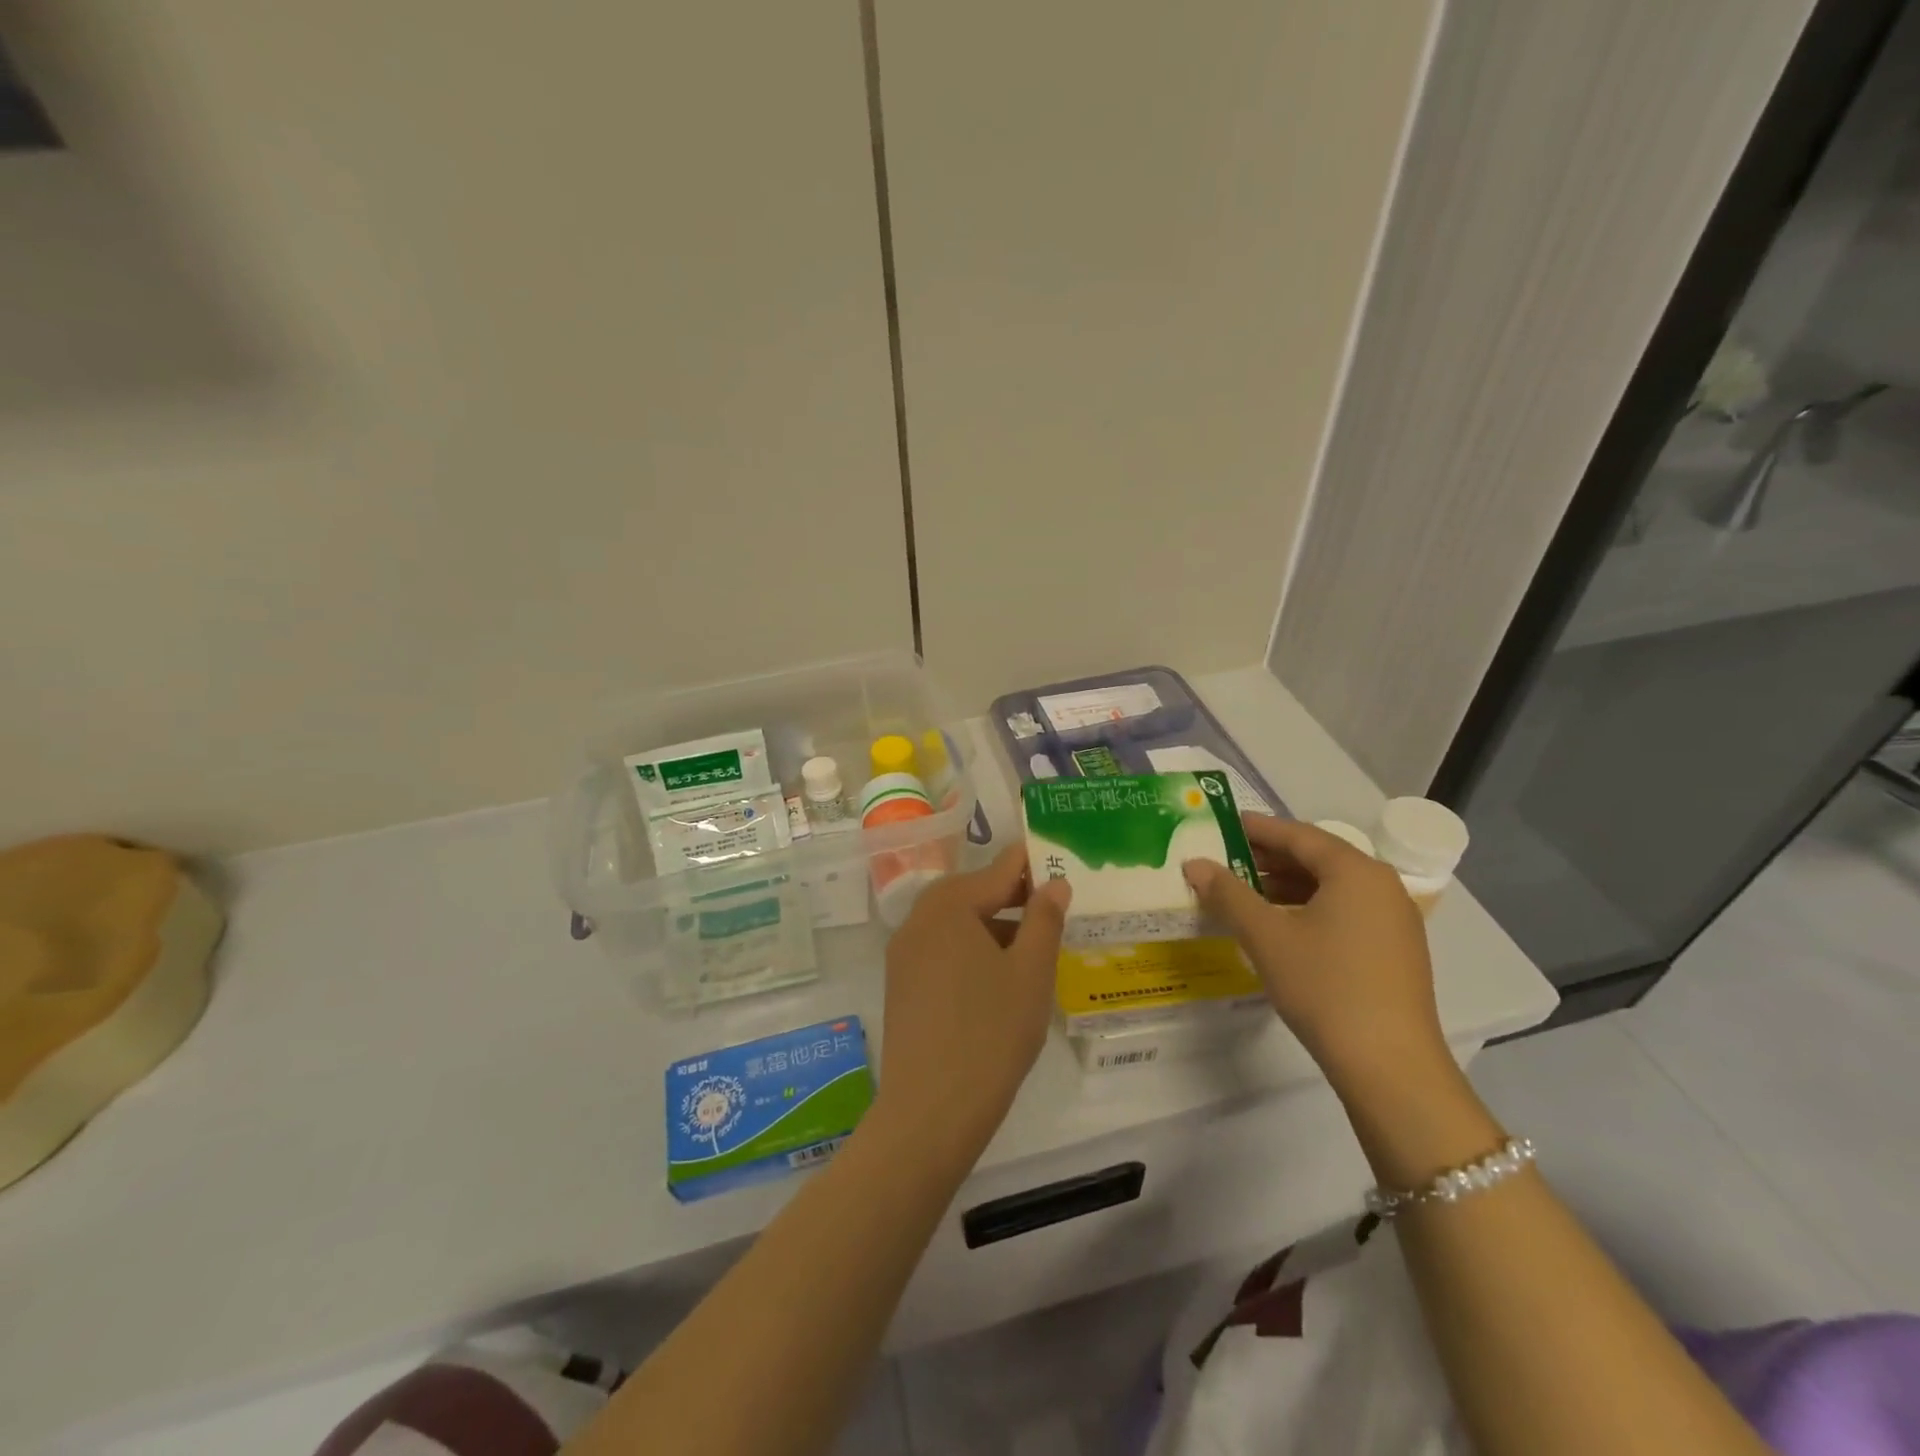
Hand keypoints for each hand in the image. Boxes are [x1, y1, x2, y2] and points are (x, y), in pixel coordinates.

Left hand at [874, 844, 1070, 1159]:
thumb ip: (1044, 919)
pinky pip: (942, 949)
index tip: (1062, 864)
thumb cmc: (991, 1033)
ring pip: (957, 922)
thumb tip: (1055, 882)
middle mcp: (919, 918)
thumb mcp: (1030, 972)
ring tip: (1032, 948)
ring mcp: (904, 952)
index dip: (1033, 864)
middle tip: (1053, 909)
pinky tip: (998, 979)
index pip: (999, 868)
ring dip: (993, 925)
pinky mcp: (901, 983)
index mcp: (949, 904)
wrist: (930, 1111)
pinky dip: (972, 950)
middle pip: (973, 891)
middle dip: (1013, 896)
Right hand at [1182, 816, 1451, 1107]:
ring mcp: (1394, 918)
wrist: (1390, 1065)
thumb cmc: (1325, 987)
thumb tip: (1195, 864)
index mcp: (1355, 871)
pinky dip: (1309, 908)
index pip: (1297, 835)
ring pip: (1331, 886)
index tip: (1221, 824)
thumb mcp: (1266, 936)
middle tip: (1225, 860)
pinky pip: (1345, 910)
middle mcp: (1381, 885)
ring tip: (1245, 893)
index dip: (1256, 828)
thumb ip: (1228, 893)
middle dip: (1268, 858)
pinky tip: (1281, 925)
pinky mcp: (1395, 949)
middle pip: (1317, 857)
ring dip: (1287, 885)